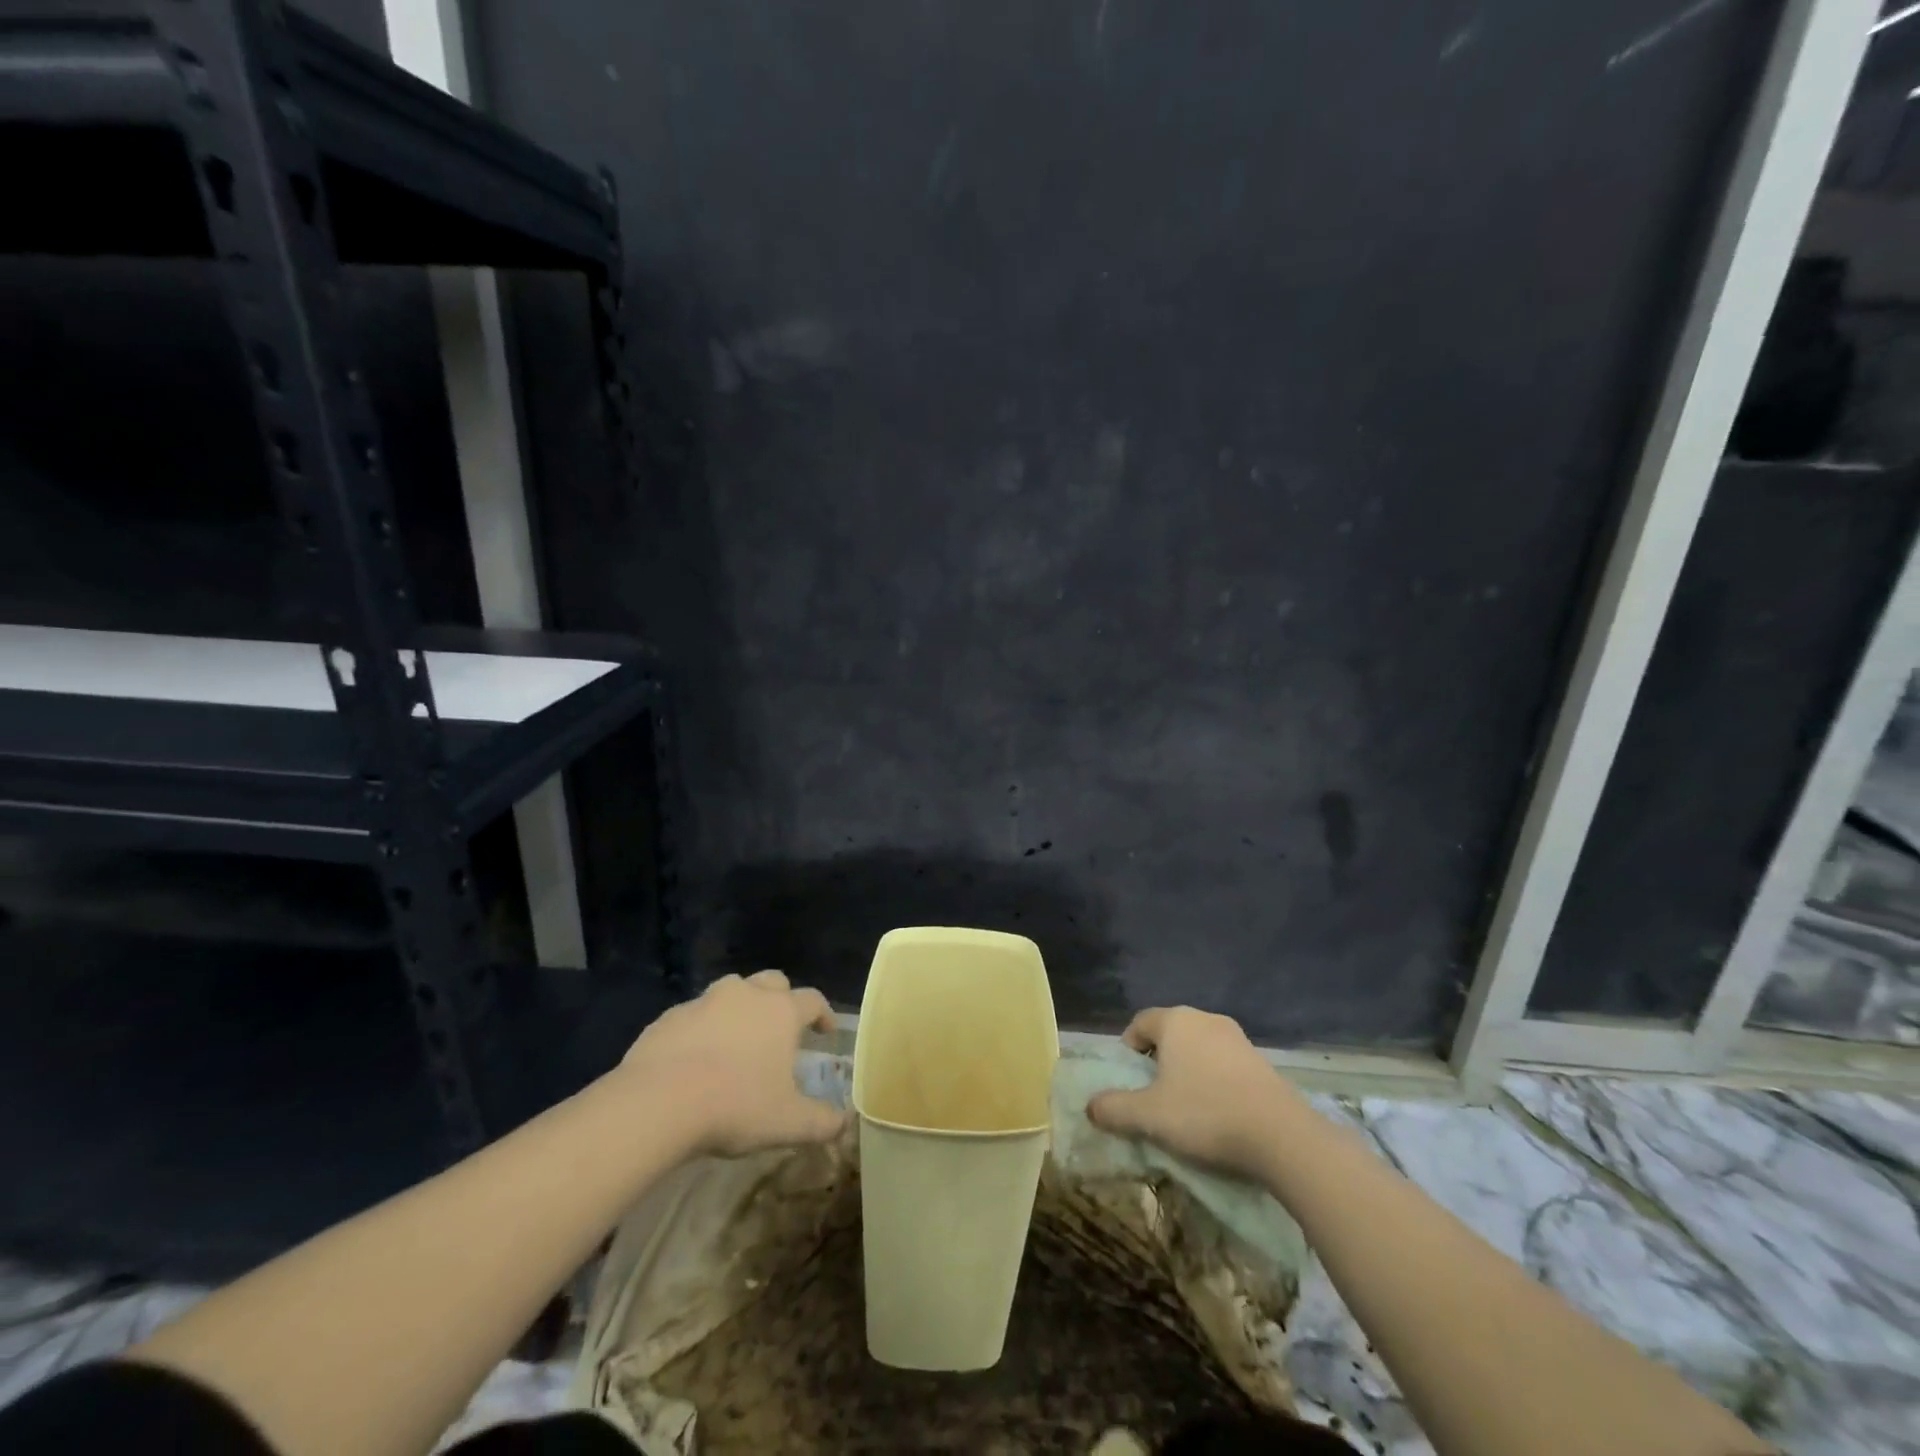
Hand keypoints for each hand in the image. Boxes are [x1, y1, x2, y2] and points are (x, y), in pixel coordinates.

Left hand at [619, 970, 845, 1158]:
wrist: (657, 1103)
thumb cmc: (734, 1105)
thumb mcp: (787, 1123)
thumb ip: (821, 1122)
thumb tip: (844, 1124)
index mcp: (780, 1011)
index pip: (813, 1000)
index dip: (823, 1014)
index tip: (825, 1032)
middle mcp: (745, 995)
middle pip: (772, 982)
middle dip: (781, 999)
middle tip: (780, 1029)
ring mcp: (704, 1002)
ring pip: (731, 991)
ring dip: (740, 1008)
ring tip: (737, 1040)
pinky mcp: (669, 1017)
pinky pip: (694, 1015)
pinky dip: (702, 1028)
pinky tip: (695, 1058)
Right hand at [1086, 1006, 1307, 1181]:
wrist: (1282, 1136)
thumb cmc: (1205, 1114)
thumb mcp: (1149, 1116)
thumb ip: (1114, 1109)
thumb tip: (1090, 1106)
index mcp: (1175, 1021)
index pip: (1140, 1023)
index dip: (1128, 1048)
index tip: (1129, 1080)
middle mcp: (1205, 1019)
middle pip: (1170, 1032)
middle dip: (1158, 1059)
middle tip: (1154, 1094)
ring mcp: (1237, 1037)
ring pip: (1199, 1047)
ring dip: (1188, 1070)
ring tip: (1186, 1106)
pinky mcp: (1261, 1060)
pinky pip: (1225, 1062)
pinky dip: (1215, 1080)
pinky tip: (1219, 1111)